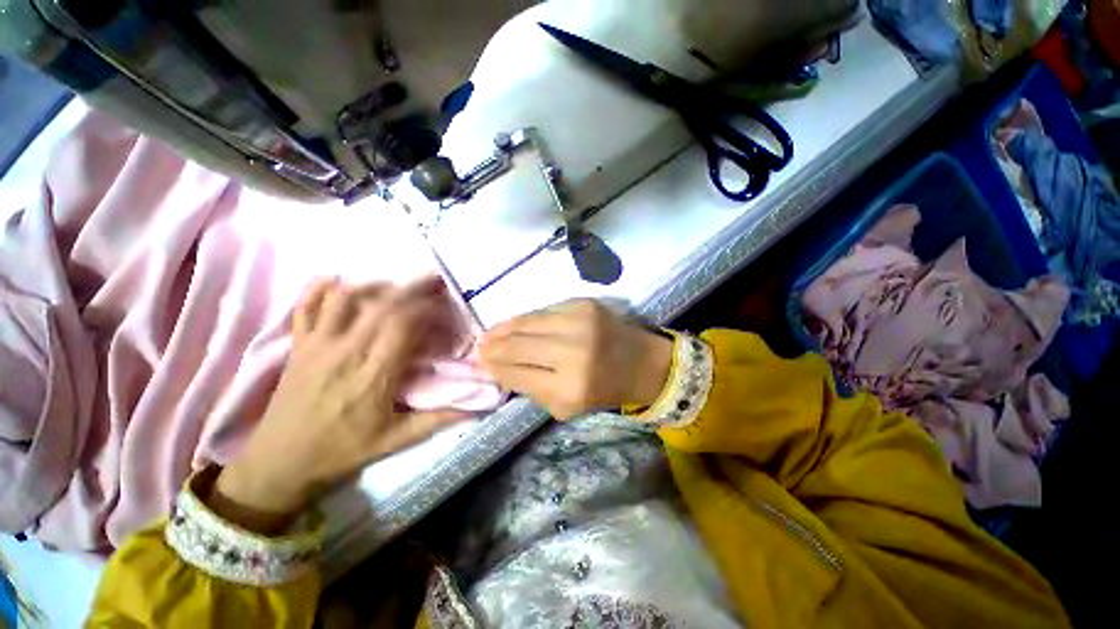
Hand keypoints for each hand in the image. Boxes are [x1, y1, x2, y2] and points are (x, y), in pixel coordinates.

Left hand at [211, 277, 469, 534]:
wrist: (279, 464)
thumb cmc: (342, 452)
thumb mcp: (395, 442)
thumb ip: (437, 420)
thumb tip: (477, 409)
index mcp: (373, 376)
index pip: (404, 325)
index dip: (427, 308)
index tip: (445, 305)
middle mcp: (345, 353)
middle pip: (381, 305)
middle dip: (412, 288)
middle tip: (432, 280)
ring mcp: (317, 346)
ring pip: (345, 298)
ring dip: (374, 285)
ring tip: (396, 285)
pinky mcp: (297, 346)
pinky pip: (304, 307)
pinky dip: (319, 289)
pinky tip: (337, 279)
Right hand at [479, 299, 672, 420]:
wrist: (643, 362)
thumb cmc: (605, 390)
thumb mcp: (567, 406)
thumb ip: (531, 388)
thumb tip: (497, 367)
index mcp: (569, 388)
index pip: (517, 373)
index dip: (494, 367)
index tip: (479, 362)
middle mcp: (573, 352)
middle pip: (518, 345)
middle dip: (493, 346)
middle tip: (478, 345)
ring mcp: (579, 322)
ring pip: (528, 321)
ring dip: (505, 327)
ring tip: (490, 332)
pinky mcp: (584, 303)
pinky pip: (544, 310)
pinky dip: (528, 319)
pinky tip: (517, 323)